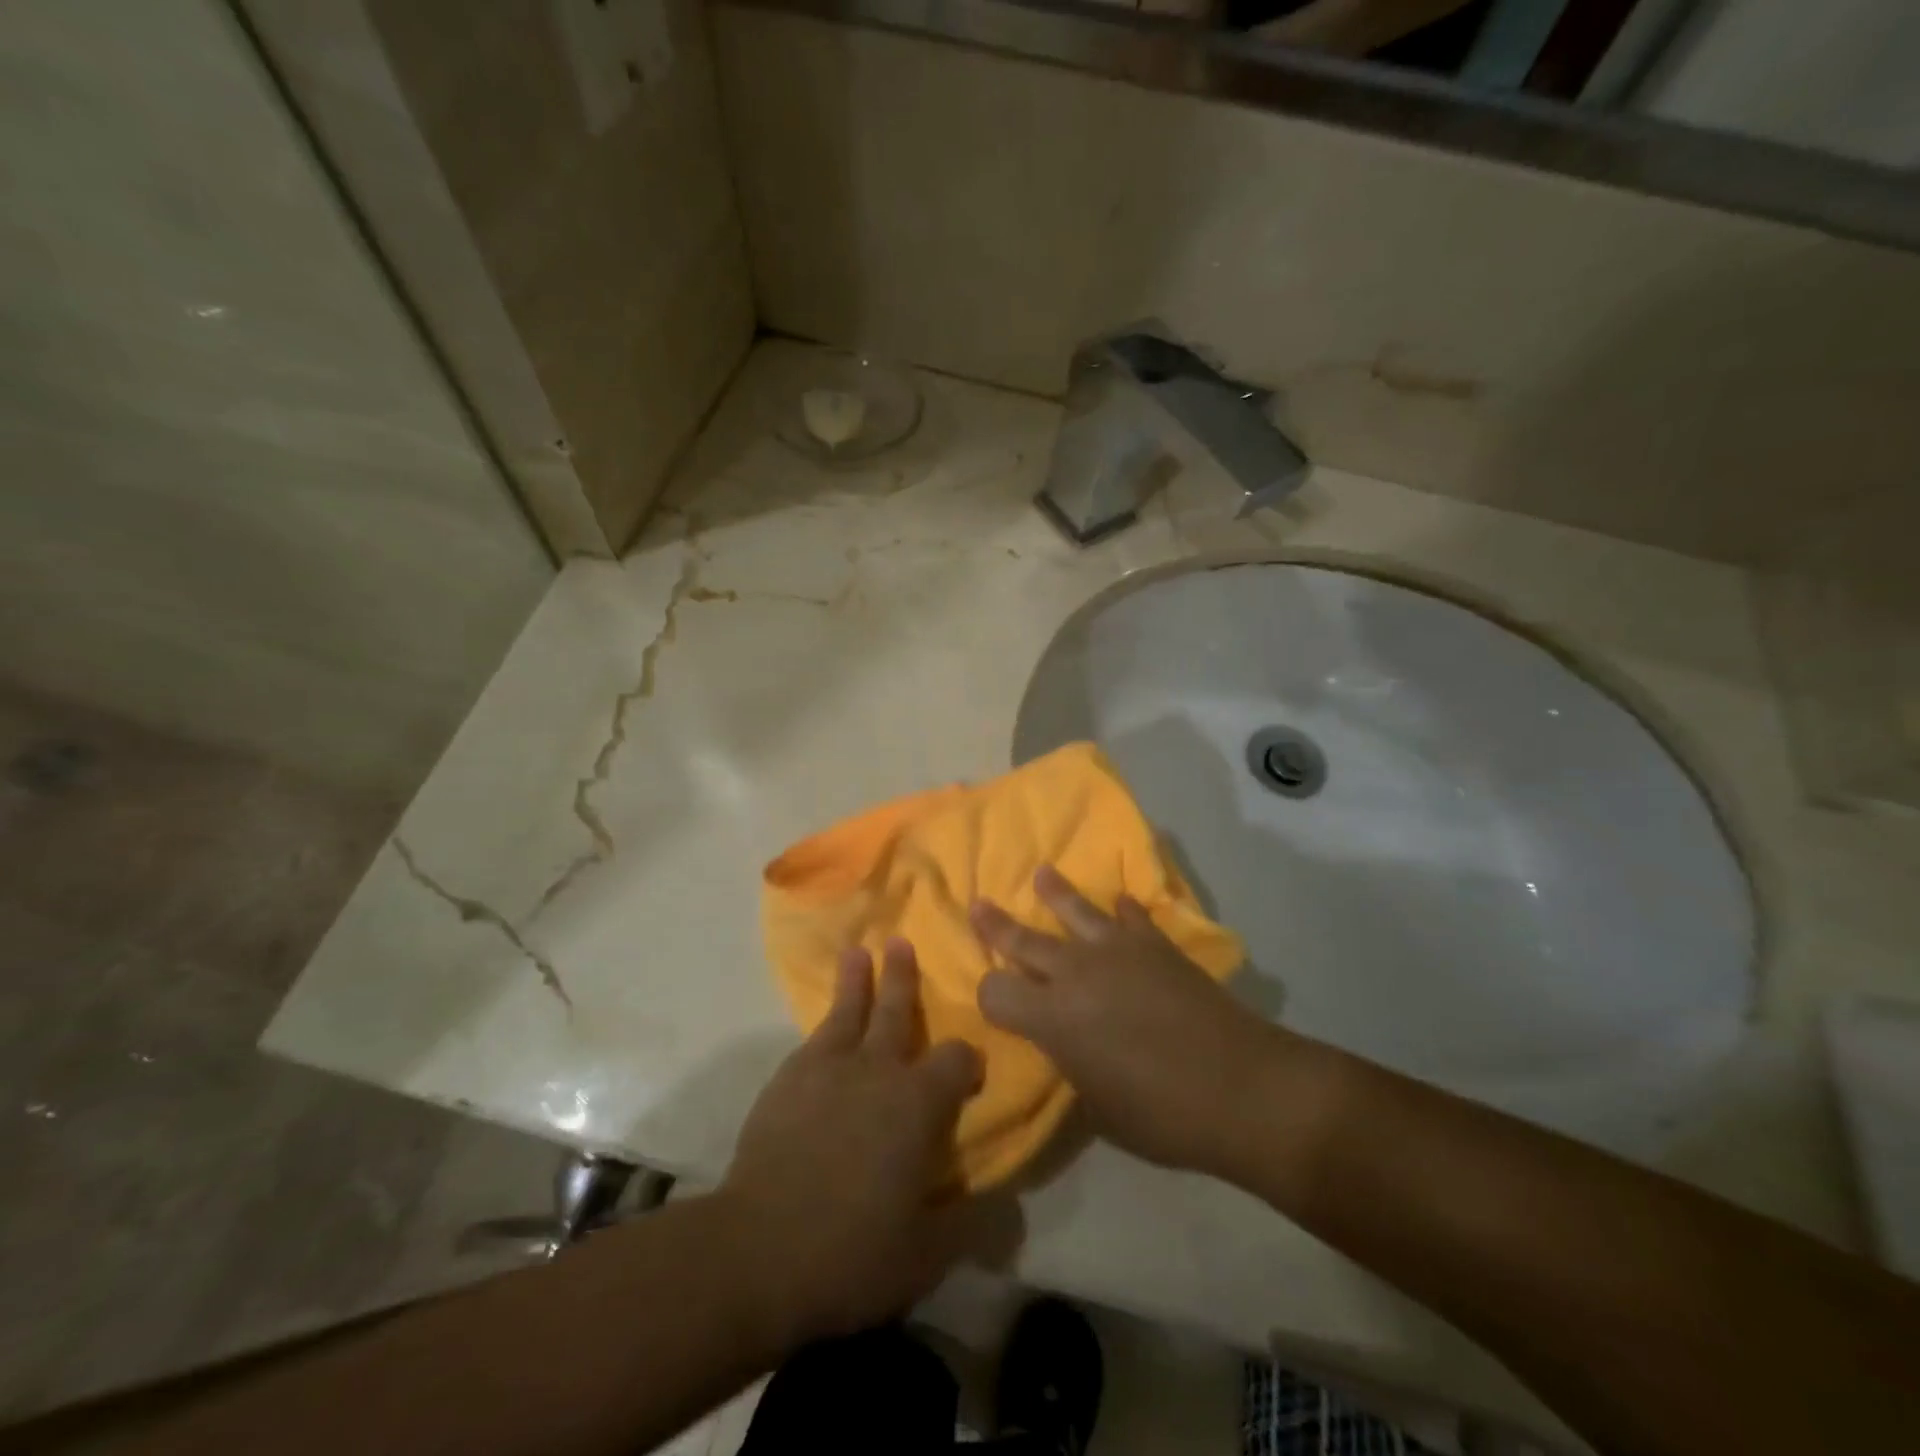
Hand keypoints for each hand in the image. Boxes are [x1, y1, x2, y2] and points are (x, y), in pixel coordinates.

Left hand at [721, 939, 1001, 1343]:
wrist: (758, 1249)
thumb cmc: (852, 1251)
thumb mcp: (925, 1253)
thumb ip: (970, 1225)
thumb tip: (1011, 1212)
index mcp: (918, 1102)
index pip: (955, 1060)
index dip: (966, 1060)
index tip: (969, 1068)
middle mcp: (878, 1070)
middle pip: (896, 1012)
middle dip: (903, 978)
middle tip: (902, 942)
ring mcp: (828, 1068)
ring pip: (848, 1011)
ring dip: (856, 981)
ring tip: (857, 954)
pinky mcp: (788, 1079)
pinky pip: (813, 1038)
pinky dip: (824, 1022)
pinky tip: (823, 1025)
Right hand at [970, 865, 1279, 1174]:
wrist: (1240, 1086)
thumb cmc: (1162, 1115)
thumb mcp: (1098, 1108)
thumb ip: (1072, 1065)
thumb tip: (1068, 1045)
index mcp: (1053, 1017)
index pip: (996, 992)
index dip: (990, 997)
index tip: (996, 1004)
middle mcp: (1075, 972)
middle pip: (1024, 940)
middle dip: (996, 926)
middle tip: (979, 905)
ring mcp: (1117, 951)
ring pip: (1075, 910)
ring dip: (1056, 893)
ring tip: (1043, 874)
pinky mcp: (1156, 944)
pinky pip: (1132, 916)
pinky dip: (1123, 910)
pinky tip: (1121, 904)